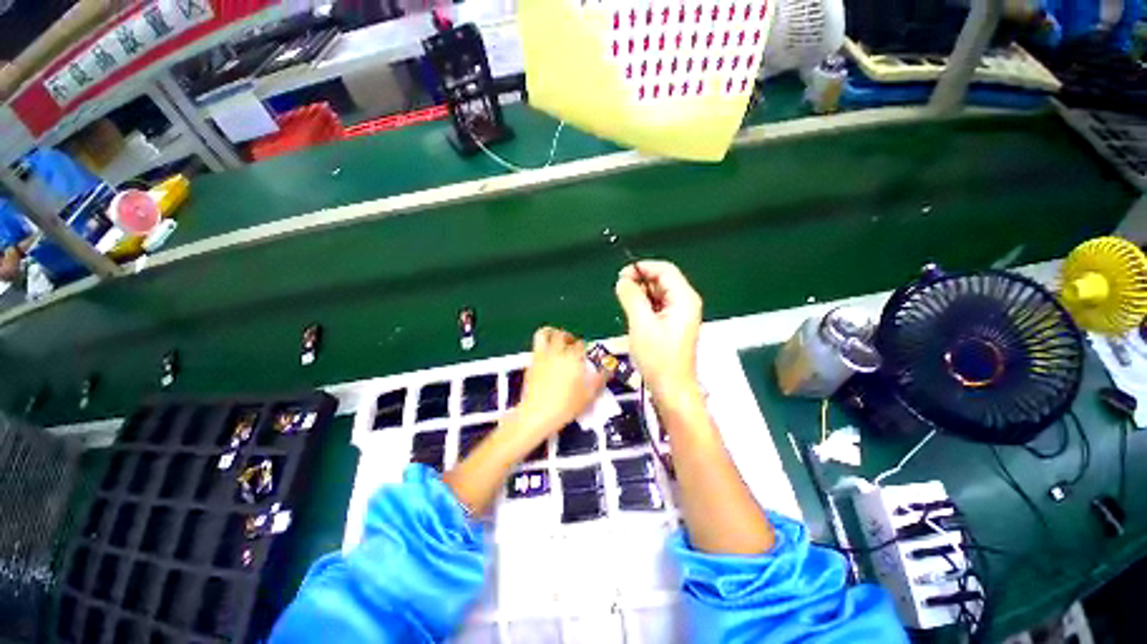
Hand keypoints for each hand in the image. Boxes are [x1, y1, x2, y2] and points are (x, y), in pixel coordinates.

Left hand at [514, 327, 606, 443]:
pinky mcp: (531, 363)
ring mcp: (542, 356)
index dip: (584, 348)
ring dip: (551, 333)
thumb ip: (599, 380)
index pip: (580, 345)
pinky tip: (547, 357)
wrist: (537, 414)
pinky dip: (543, 347)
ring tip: (556, 340)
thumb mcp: (588, 396)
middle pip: (562, 335)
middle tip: (572, 344)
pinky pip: (536, 347)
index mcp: (573, 358)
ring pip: (544, 334)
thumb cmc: (565, 406)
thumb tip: (608, 370)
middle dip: (568, 337)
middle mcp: (557, 352)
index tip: (585, 354)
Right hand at [615, 260, 702, 399]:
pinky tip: (635, 315)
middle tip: (620, 292)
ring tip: (625, 305)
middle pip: (662, 280)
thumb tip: (623, 280)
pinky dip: (645, 306)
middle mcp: (686, 302)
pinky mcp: (674, 324)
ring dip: (641, 294)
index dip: (642, 268)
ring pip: (659, 293)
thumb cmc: (658, 357)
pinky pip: (659, 306)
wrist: (672, 388)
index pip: (664, 270)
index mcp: (683, 298)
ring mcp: (681, 314)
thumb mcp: (641, 324)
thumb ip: (632, 297)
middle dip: (641, 281)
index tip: (621, 277)